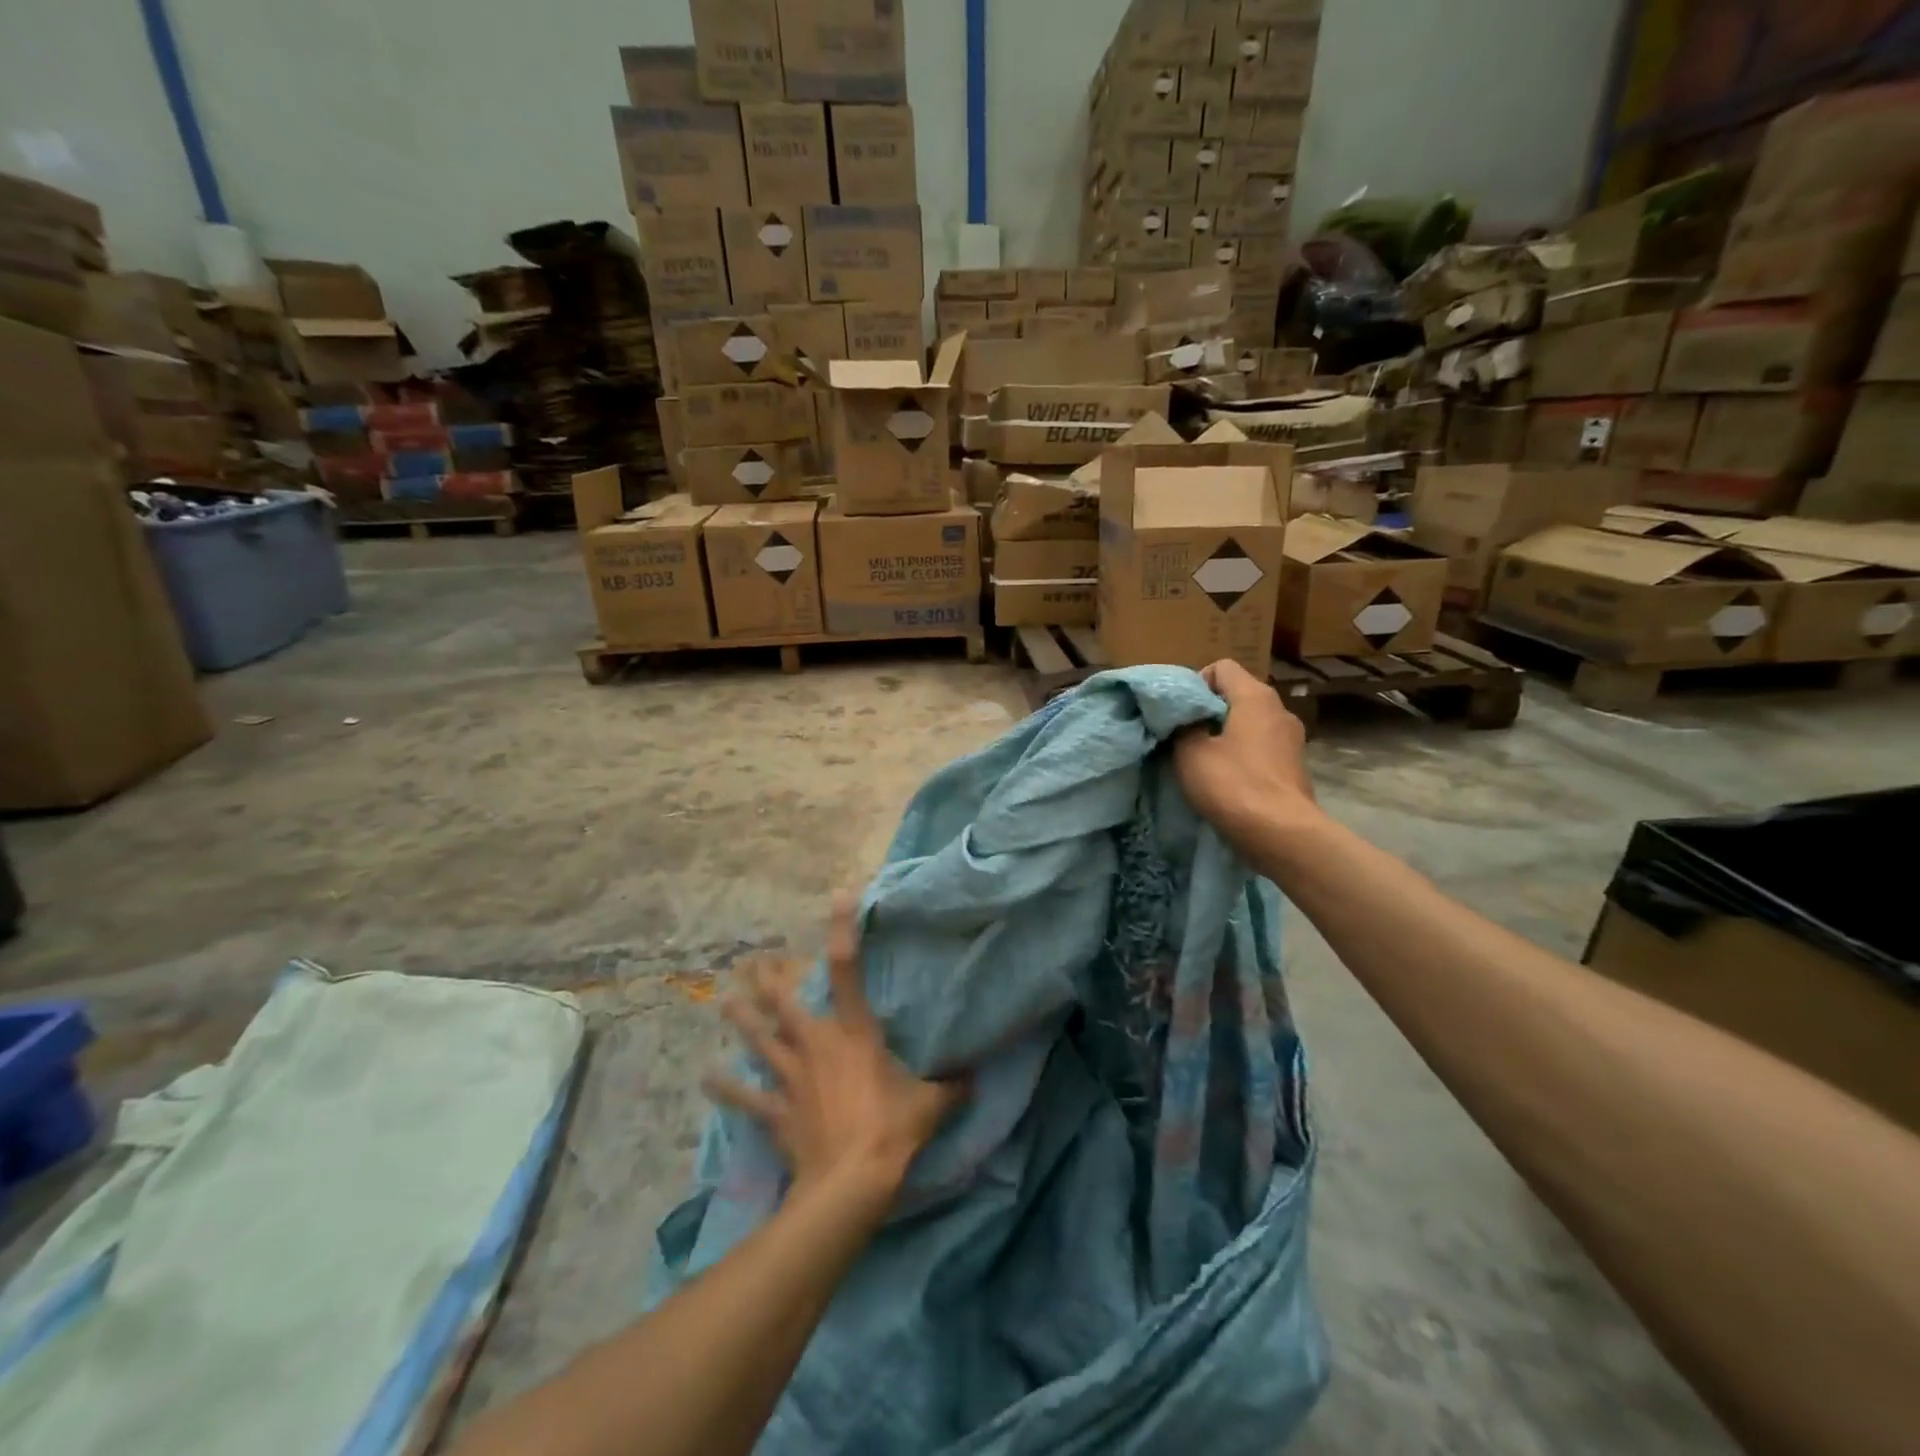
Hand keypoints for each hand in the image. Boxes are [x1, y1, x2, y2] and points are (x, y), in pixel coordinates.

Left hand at [706, 895, 966, 1201]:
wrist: (850, 1181)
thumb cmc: (891, 1130)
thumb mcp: (931, 1104)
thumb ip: (952, 1086)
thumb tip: (976, 1077)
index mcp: (854, 1032)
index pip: (847, 969)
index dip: (842, 929)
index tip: (838, 896)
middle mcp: (816, 1045)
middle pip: (785, 1003)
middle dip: (769, 979)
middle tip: (754, 959)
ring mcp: (791, 1077)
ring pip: (760, 1040)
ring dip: (742, 1021)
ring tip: (724, 1001)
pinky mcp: (777, 1111)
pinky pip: (747, 1098)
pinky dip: (727, 1088)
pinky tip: (707, 1076)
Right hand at [1174, 659, 1318, 852]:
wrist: (1282, 834)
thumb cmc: (1233, 785)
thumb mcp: (1190, 752)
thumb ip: (1183, 727)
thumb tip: (1186, 721)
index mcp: (1255, 696)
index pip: (1221, 667)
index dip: (1195, 684)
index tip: (1181, 714)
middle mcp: (1279, 709)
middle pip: (1236, 695)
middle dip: (1208, 713)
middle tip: (1185, 738)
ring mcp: (1292, 738)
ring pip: (1249, 723)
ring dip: (1225, 736)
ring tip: (1205, 761)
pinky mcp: (1294, 765)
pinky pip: (1261, 747)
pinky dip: (1243, 756)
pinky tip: (1229, 779)